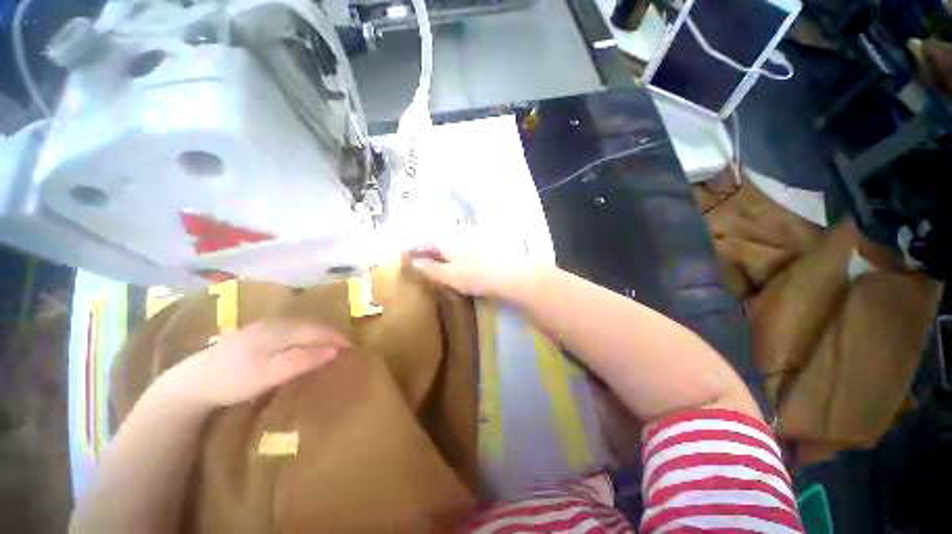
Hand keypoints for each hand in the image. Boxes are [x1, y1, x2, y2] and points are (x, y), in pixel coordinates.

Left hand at [171, 320, 350, 407]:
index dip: (337, 338)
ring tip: (330, 346)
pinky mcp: (257, 332)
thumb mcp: (267, 376)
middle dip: (331, 334)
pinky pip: (292, 329)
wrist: (192, 381)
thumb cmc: (232, 381)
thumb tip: (333, 351)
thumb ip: (301, 361)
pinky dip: (306, 335)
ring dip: (319, 334)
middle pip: (312, 325)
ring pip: (302, 325)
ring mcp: (264, 326)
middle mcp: (274, 323)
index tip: (352, 349)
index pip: (318, 330)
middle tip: (344, 348)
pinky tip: (305, 344)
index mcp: (279, 331)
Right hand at [405, 241, 544, 300]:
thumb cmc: (476, 276)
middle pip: (439, 237)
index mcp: (445, 239)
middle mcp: (458, 231)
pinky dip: (461, 248)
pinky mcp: (487, 237)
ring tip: (445, 260)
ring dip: (446, 247)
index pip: (424, 241)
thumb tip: (413, 261)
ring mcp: (474, 232)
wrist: (511, 273)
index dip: (416, 250)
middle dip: (431, 248)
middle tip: (427, 261)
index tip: (410, 259)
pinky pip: (467, 240)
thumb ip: (429, 268)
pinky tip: (466, 257)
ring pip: (453, 238)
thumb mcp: (449, 276)